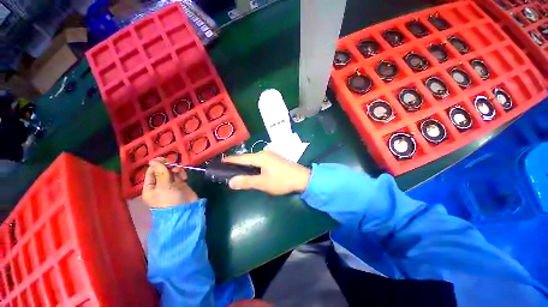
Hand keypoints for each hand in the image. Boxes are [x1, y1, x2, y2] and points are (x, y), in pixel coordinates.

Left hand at [142, 158, 197, 207]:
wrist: (186, 209)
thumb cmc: (170, 199)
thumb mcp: (164, 186)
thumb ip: (160, 172)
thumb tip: (153, 160)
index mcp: (150, 187)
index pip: (151, 172)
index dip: (156, 165)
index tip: (164, 159)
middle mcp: (159, 185)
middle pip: (162, 171)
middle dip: (167, 167)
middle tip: (172, 163)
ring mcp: (171, 185)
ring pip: (171, 172)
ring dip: (175, 169)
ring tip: (179, 171)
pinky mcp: (181, 184)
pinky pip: (179, 175)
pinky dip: (181, 173)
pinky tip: (183, 176)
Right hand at [223, 151, 310, 195]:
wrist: (302, 178)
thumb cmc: (282, 181)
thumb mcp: (263, 183)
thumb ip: (246, 181)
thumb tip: (230, 182)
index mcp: (260, 157)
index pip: (241, 158)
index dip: (230, 160)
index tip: (220, 162)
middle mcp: (264, 153)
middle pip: (247, 158)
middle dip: (237, 164)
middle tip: (227, 171)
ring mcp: (271, 155)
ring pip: (254, 160)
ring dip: (246, 166)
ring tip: (238, 172)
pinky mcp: (275, 159)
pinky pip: (260, 161)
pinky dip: (254, 166)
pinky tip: (252, 172)